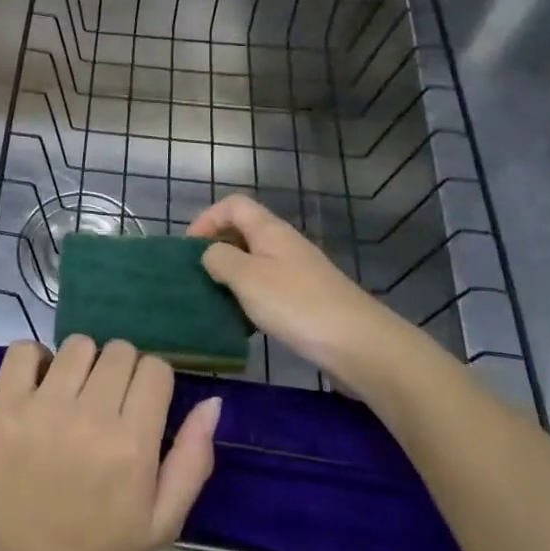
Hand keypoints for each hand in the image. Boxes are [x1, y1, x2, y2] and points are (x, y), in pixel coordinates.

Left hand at [0, 337, 220, 550]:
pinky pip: (24, 349)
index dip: (153, 382)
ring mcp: (42, 406)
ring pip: (78, 345)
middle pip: (119, 351)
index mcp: (132, 445)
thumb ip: (192, 460)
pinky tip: (41, 385)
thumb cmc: (98, 548)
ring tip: (75, 395)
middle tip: (109, 404)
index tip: (142, 405)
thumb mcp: (162, 521)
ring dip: (83, 363)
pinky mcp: (4, 404)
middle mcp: (90, 416)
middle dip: (122, 371)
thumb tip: (212, 401)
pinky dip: (36, 358)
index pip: (155, 369)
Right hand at [189, 194, 433, 394]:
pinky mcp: (307, 300)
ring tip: (216, 300)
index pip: (233, 205)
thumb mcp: (247, 278)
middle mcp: (285, 244)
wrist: (360, 345)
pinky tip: (245, 322)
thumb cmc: (296, 304)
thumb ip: (220, 259)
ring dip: (233, 276)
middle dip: (217, 248)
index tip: (189, 249)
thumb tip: (210, 254)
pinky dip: (251, 298)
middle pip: (244, 231)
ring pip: (255, 262)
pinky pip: (269, 287)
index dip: (207, 219)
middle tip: (198, 276)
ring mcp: (299, 272)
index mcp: (270, 230)